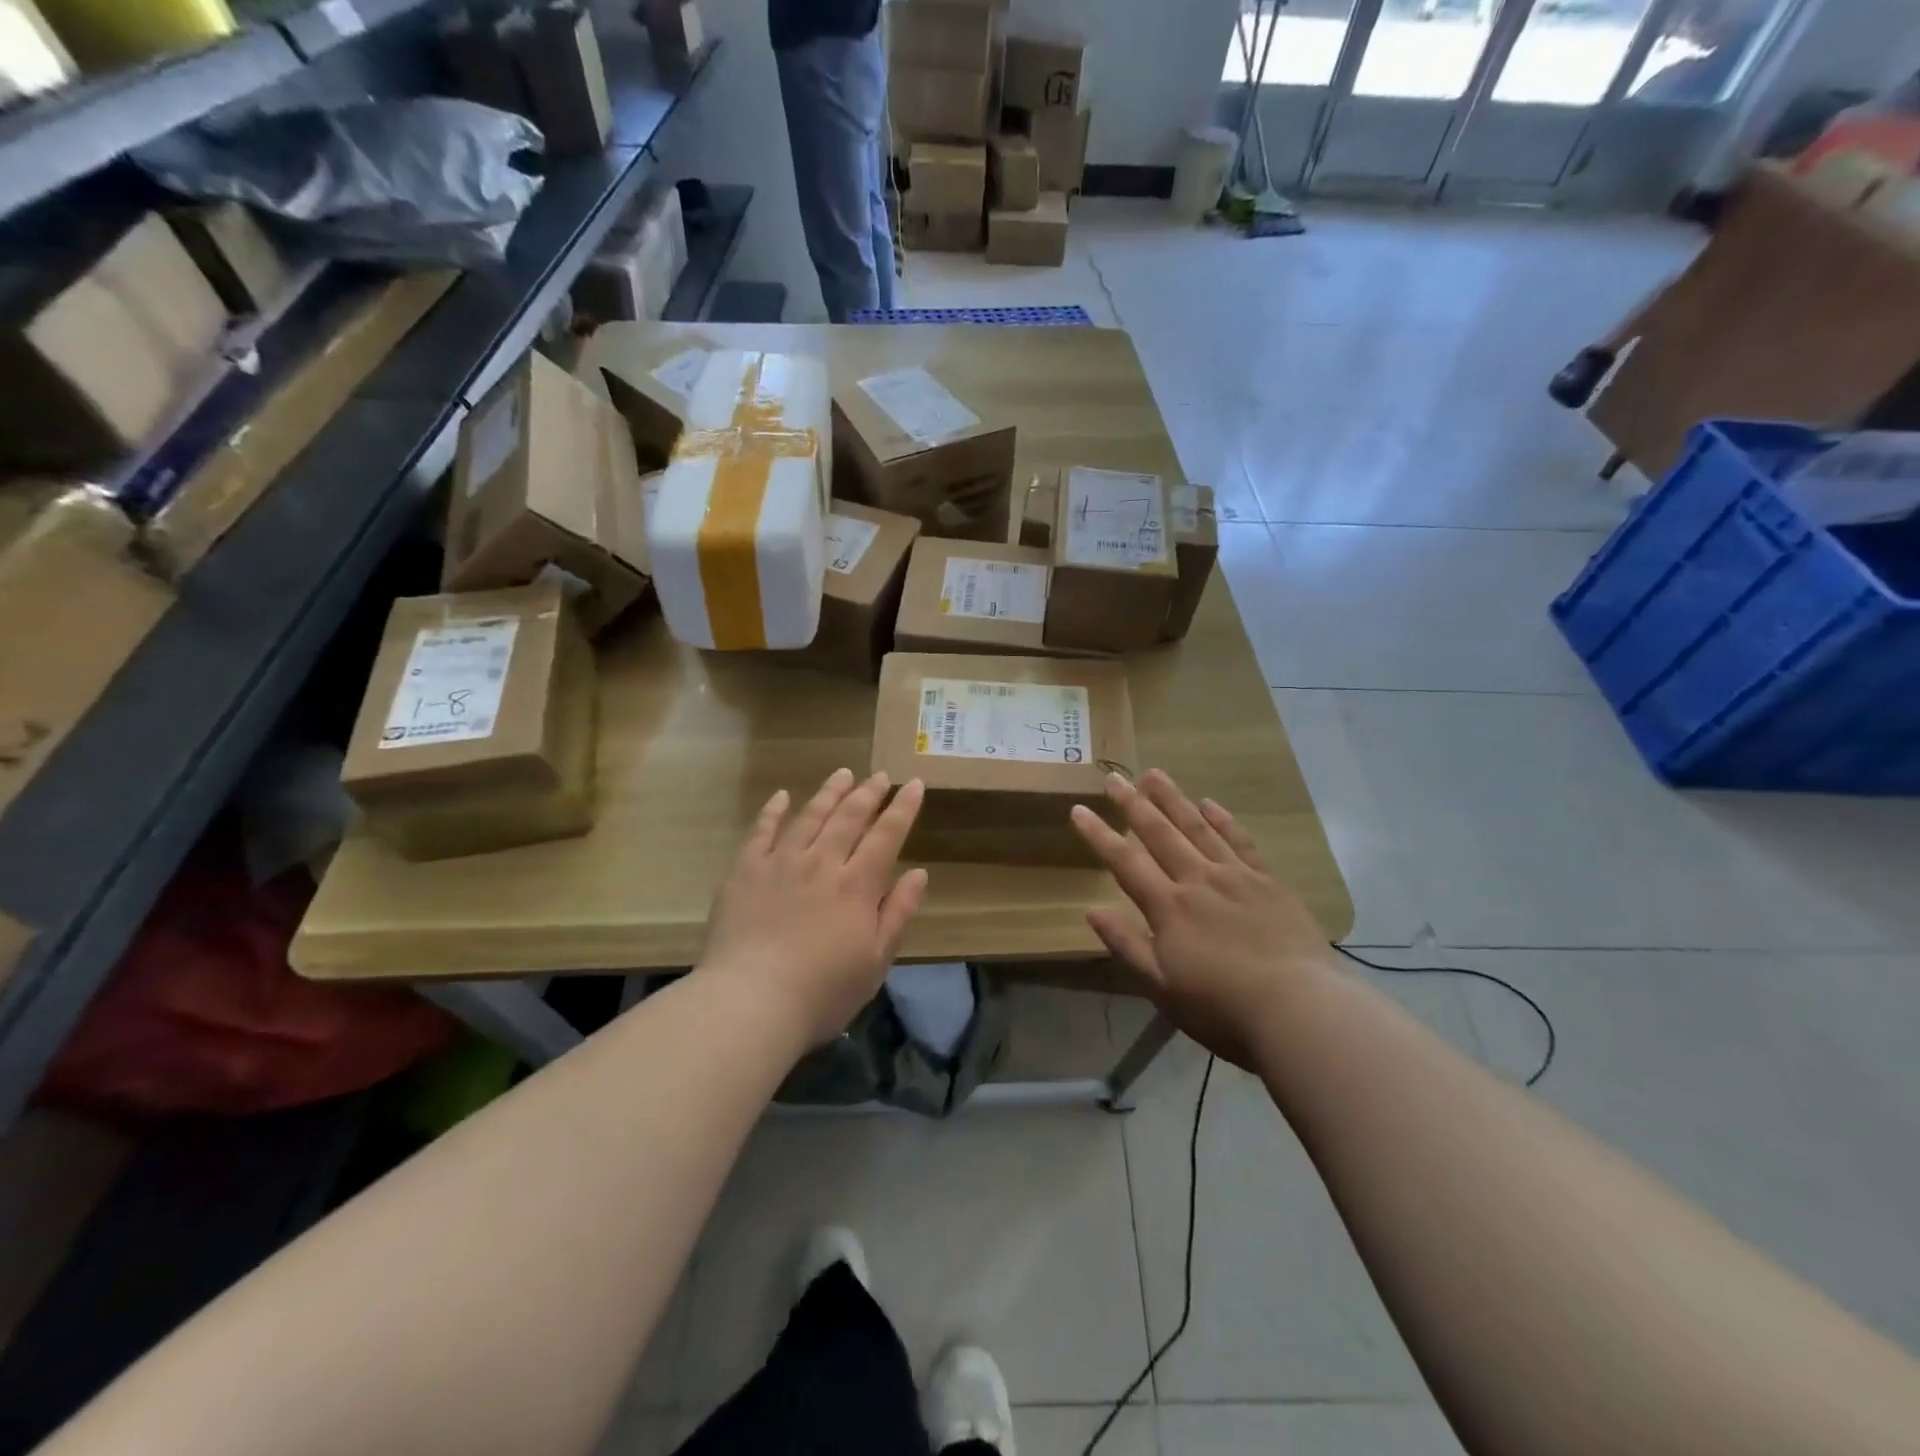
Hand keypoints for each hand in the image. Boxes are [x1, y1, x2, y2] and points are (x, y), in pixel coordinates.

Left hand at [700, 768, 927, 1048]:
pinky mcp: (745, 871)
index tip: (914, 784)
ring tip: (843, 774)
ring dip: (829, 793)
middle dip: (868, 793)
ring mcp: (780, 863)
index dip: (903, 808)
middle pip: (849, 817)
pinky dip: (773, 811)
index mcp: (857, 885)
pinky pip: (761, 831)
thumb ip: (897, 913)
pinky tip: (782, 796)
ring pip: (810, 816)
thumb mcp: (875, 961)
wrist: (750, 1002)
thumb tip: (919, 873)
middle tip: (880, 776)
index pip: (886, 835)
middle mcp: (821, 863)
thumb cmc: (822, 992)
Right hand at [1071, 770, 1337, 1068]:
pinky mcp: (1269, 882)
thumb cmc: (1223, 1007)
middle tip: (1115, 778)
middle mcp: (1198, 880)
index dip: (1099, 835)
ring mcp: (1236, 876)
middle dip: (1133, 804)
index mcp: (1168, 907)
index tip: (1079, 809)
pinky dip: (1222, 820)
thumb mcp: (1162, 987)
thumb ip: (1127, 945)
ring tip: (1154, 774)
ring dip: (1173, 799)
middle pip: (1160, 833)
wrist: (1301, 1008)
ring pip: (1198, 827)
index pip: (1125, 861)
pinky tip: (1209, 803)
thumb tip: (1091, 910)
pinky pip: (1240, 841)